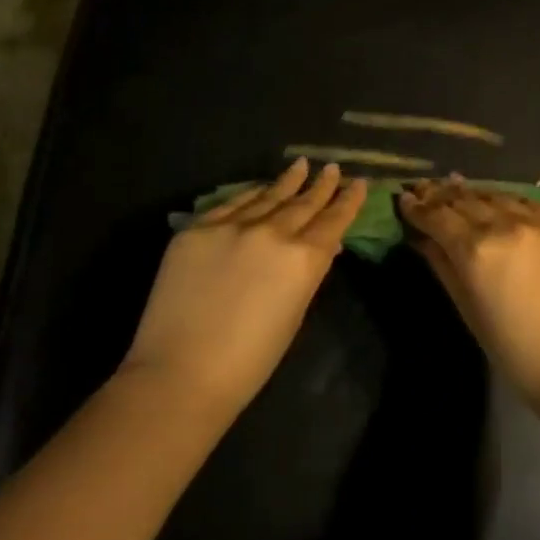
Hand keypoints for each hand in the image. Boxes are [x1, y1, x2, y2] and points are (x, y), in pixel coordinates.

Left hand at [121, 159, 366, 415]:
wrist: (180, 374)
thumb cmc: (249, 361)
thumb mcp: (294, 315)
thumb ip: (308, 274)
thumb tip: (322, 248)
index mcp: (303, 258)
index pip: (333, 221)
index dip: (348, 201)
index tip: (358, 183)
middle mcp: (272, 233)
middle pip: (303, 203)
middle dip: (321, 186)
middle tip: (332, 168)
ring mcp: (232, 226)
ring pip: (267, 196)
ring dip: (287, 181)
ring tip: (300, 165)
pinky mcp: (197, 229)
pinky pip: (231, 204)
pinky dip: (250, 194)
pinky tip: (259, 187)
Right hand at [399, 178, 539, 402]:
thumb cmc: (516, 353)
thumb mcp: (469, 311)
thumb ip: (443, 268)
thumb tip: (422, 240)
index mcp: (477, 250)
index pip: (438, 217)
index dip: (417, 207)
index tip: (404, 199)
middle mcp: (506, 224)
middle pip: (465, 200)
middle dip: (440, 194)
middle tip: (424, 188)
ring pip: (497, 195)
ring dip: (473, 193)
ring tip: (456, 188)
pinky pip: (529, 203)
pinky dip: (507, 200)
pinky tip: (500, 201)